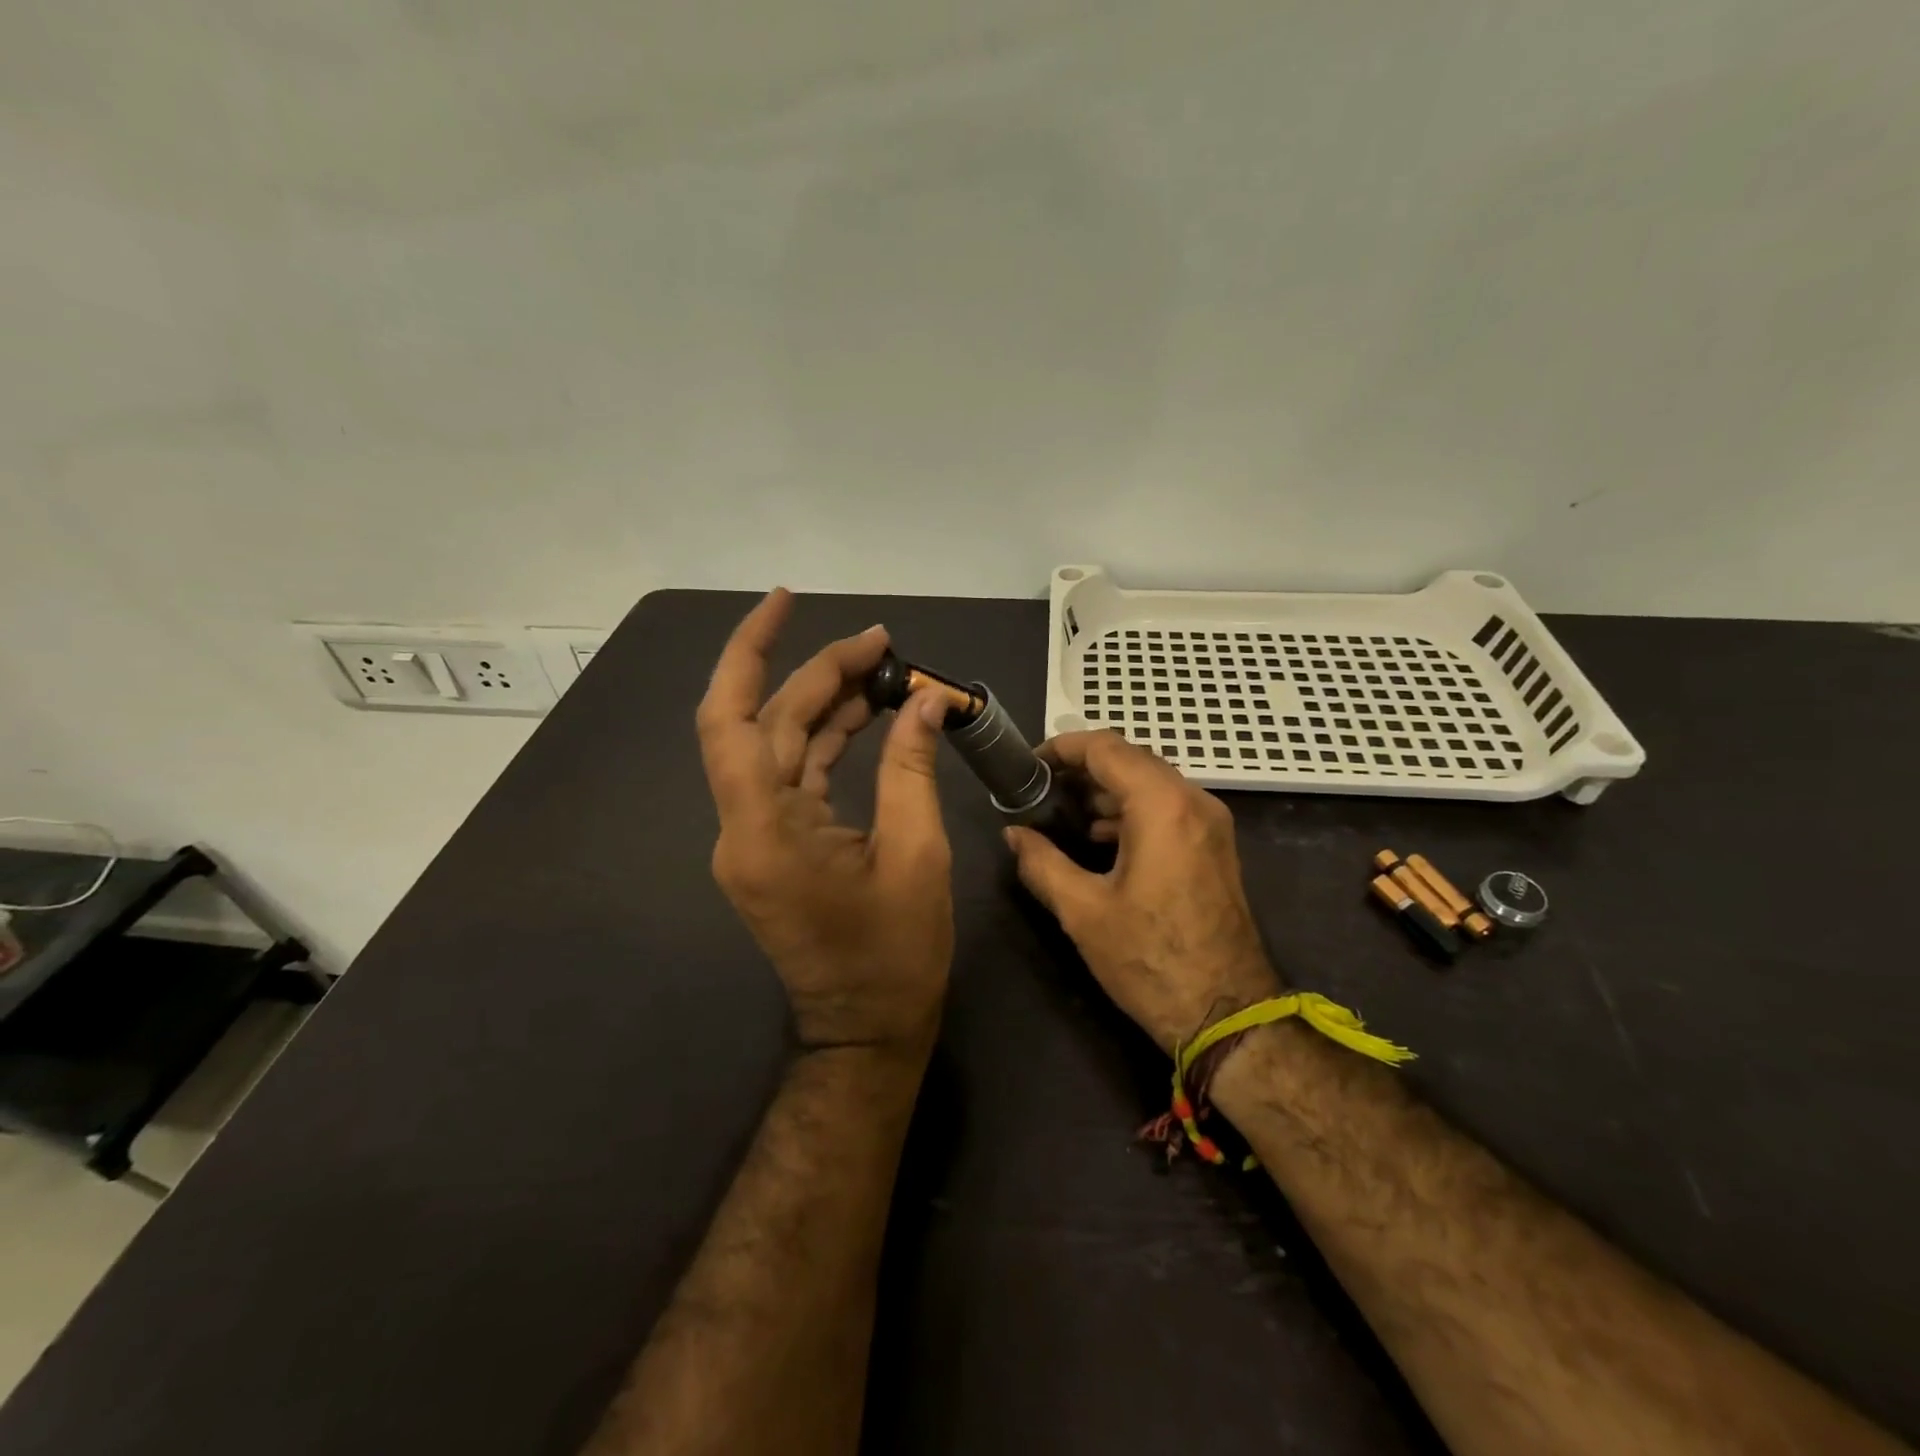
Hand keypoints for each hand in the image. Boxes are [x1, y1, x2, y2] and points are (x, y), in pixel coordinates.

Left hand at [697, 590, 954, 1059]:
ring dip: (825, 703)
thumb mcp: (917, 855)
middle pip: (765, 724)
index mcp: (765, 832)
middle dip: (817, 673)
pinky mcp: (775, 845)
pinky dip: (827, 740)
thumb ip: (912, 768)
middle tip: (880, 644)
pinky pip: (794, 775)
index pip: (732, 720)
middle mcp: (744, 828)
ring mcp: (756, 837)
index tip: (787, 602)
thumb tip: (926, 701)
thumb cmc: (895, 956)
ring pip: (778, 745)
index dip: (751, 652)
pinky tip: (868, 713)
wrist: (866, 1030)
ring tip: (885, 670)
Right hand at [1003, 731, 1282, 1053]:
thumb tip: (1014, 834)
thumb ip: (1041, 862)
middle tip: (1041, 788)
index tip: (1029, 764)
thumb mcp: (1082, 911)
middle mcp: (1193, 801)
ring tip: (1064, 813)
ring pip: (1152, 782)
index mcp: (1162, 806)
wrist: (1227, 1014)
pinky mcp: (1215, 847)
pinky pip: (1168, 807)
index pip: (1106, 749)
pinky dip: (1132, 809)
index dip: (1062, 748)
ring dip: (1108, 789)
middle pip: (1131, 759)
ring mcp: (1211, 824)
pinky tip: (1102, 839)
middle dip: (1083, 768)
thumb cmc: (1149, 959)